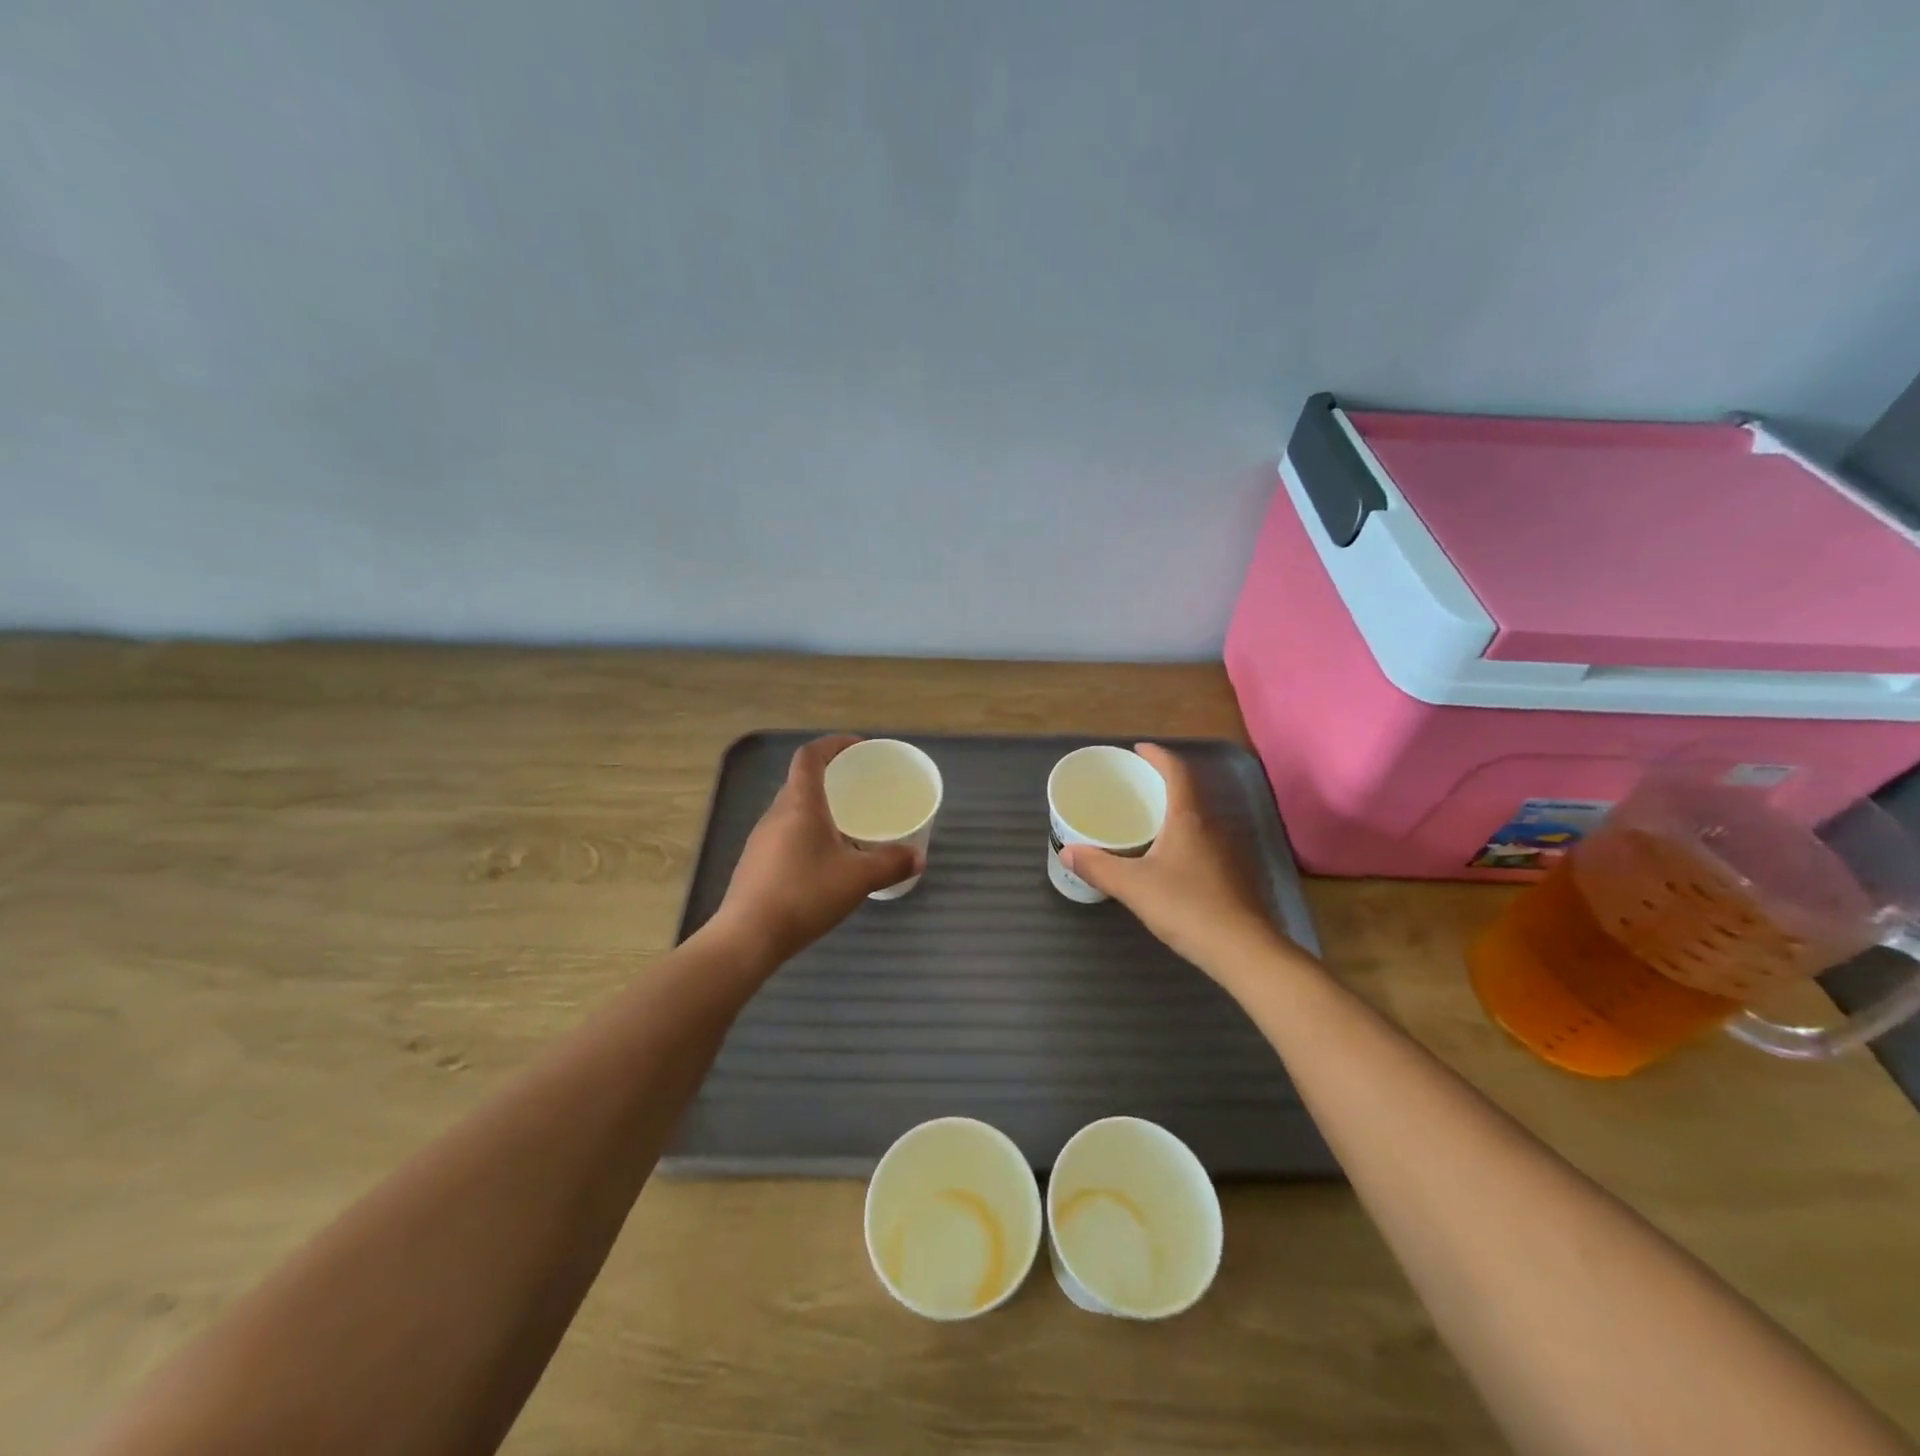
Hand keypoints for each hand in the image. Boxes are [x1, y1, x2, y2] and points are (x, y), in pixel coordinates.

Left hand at [710, 735, 920, 963]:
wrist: (747, 937)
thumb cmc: (804, 895)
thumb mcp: (857, 879)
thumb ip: (891, 864)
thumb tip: (918, 857)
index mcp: (800, 804)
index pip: (810, 756)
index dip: (834, 744)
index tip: (859, 748)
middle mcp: (776, 813)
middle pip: (801, 781)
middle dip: (831, 777)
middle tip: (861, 788)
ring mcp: (761, 839)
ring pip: (793, 809)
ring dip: (819, 807)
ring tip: (848, 824)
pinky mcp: (756, 863)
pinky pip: (786, 833)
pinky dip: (808, 832)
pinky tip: (825, 860)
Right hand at [1061, 743, 1290, 981]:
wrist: (1243, 950)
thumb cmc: (1187, 907)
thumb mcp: (1133, 886)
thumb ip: (1098, 867)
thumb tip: (1067, 852)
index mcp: (1189, 818)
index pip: (1176, 771)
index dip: (1158, 755)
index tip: (1138, 749)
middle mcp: (1212, 826)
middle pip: (1188, 792)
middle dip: (1162, 783)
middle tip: (1134, 787)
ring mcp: (1228, 851)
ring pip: (1197, 819)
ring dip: (1173, 812)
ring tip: (1145, 821)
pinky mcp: (1234, 875)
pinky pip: (1203, 842)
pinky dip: (1183, 837)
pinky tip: (1167, 860)